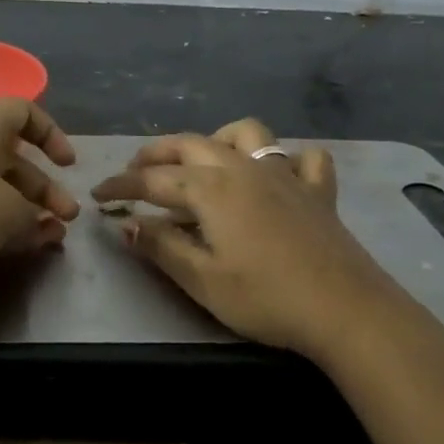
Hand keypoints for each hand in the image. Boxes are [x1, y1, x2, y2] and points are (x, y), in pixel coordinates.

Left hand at [0, 98, 79, 294]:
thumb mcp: (10, 214)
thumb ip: (36, 219)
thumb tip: (46, 227)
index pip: (22, 112)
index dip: (51, 134)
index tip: (67, 165)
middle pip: (9, 157)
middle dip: (42, 188)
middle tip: (66, 218)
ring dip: (20, 210)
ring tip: (44, 240)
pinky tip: (5, 250)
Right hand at [91, 119, 392, 357]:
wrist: (345, 309)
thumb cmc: (266, 297)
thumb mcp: (202, 280)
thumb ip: (161, 247)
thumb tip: (127, 224)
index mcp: (211, 188)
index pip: (153, 180)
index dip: (122, 186)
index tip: (99, 195)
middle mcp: (243, 167)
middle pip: (191, 145)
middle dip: (157, 153)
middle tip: (135, 170)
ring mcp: (284, 173)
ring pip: (246, 134)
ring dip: (217, 140)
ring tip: (204, 161)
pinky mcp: (316, 190)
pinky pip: (302, 158)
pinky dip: (287, 160)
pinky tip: (278, 175)